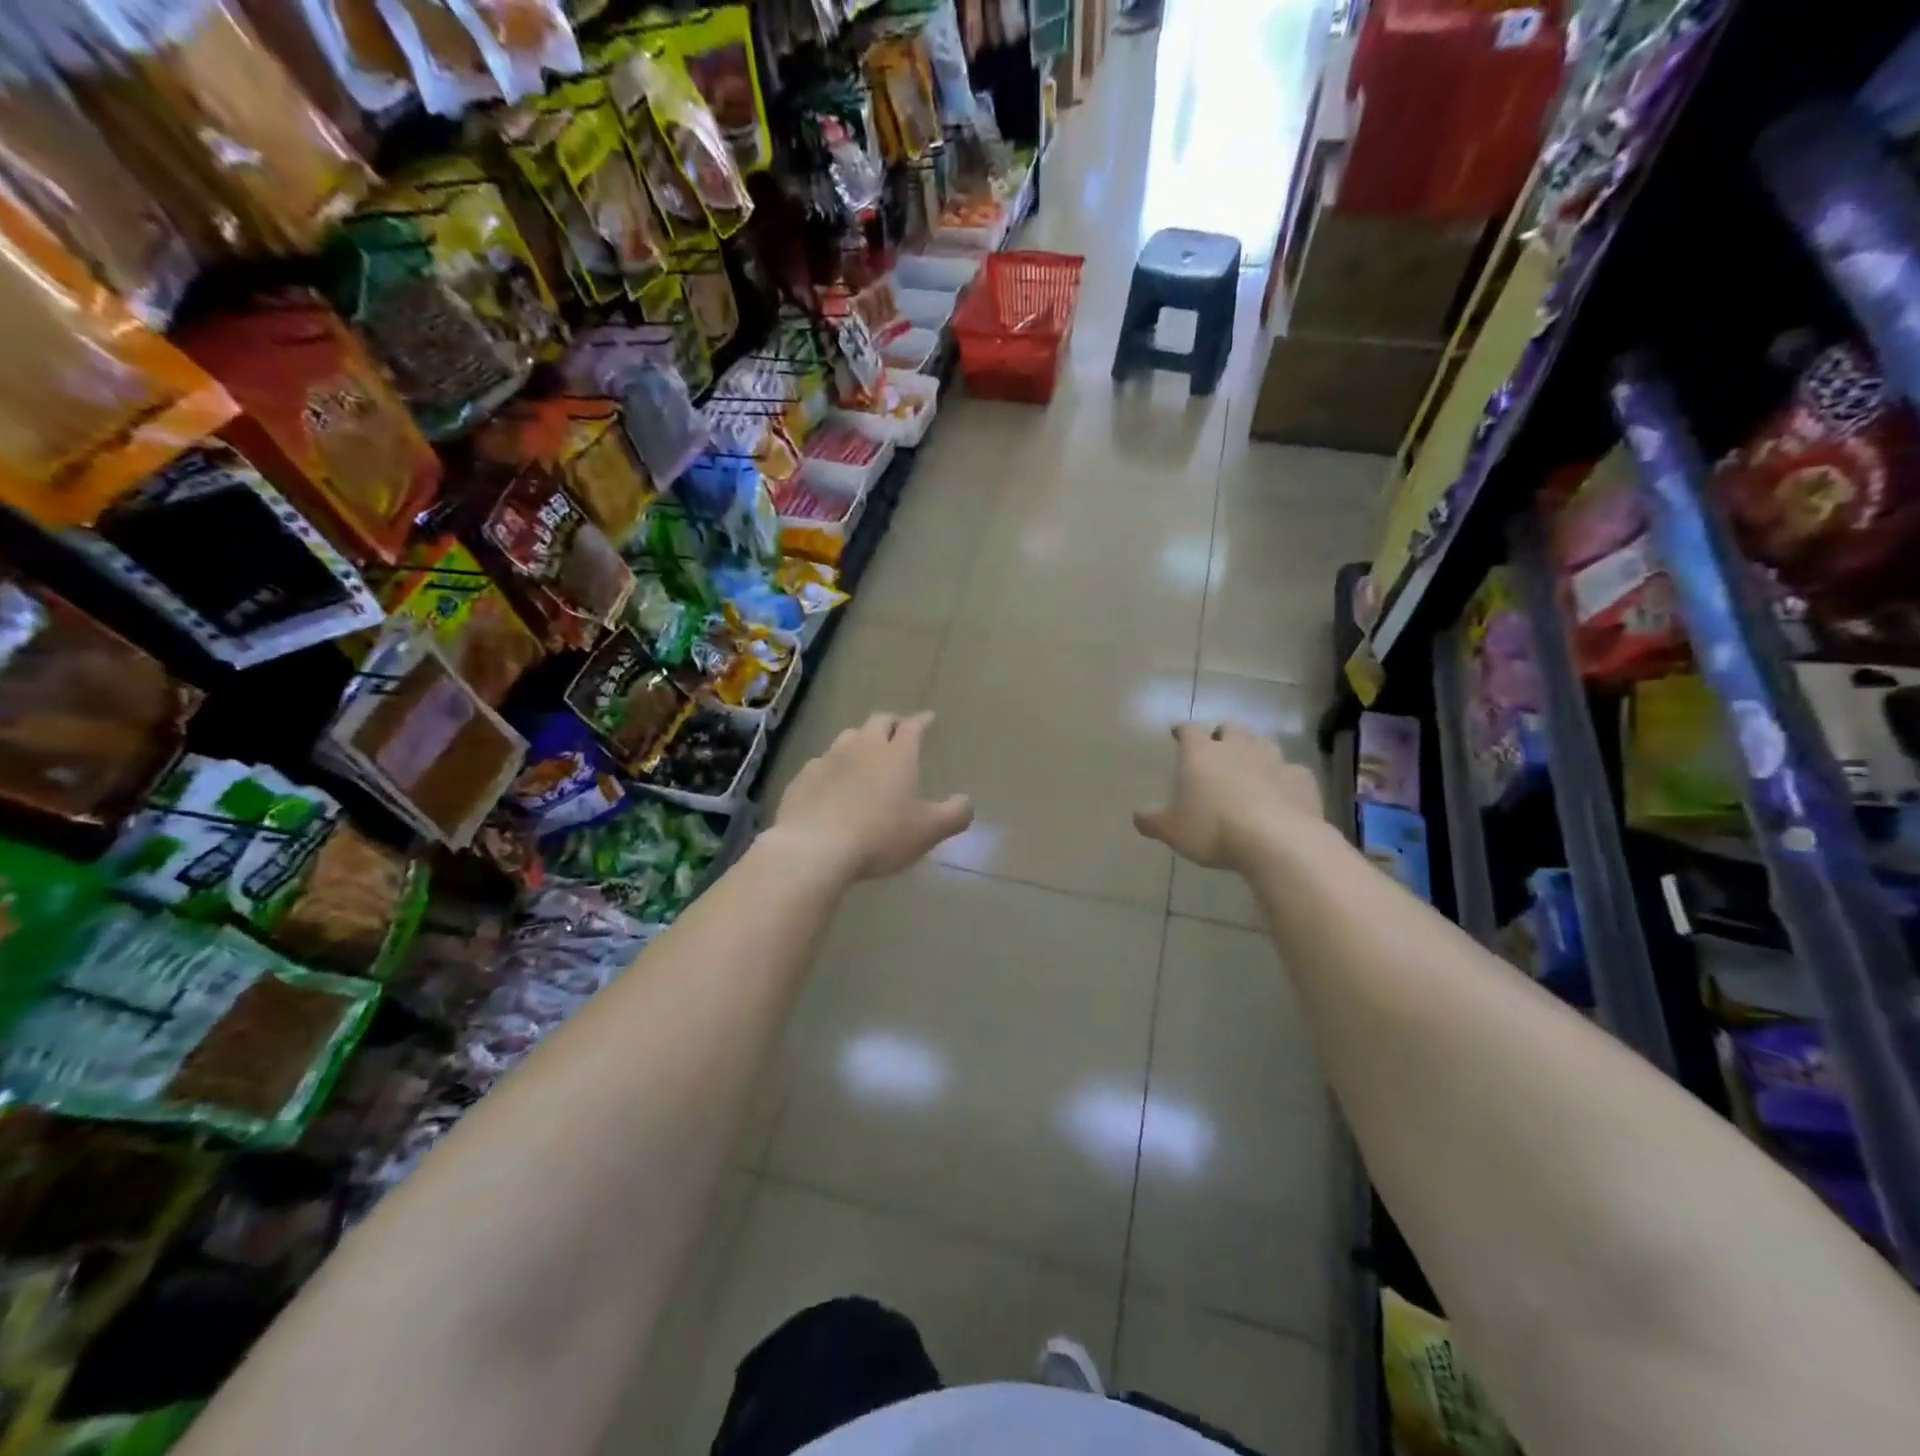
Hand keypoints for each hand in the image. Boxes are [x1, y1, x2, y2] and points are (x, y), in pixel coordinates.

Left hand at [770, 712, 972, 881]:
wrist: (814, 848)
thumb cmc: (880, 836)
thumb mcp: (928, 831)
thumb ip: (954, 815)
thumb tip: (966, 802)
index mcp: (897, 755)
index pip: (913, 727)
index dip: (922, 721)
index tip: (928, 718)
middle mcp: (862, 748)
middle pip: (878, 723)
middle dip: (892, 723)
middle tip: (898, 730)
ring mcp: (828, 760)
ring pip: (847, 738)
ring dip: (860, 741)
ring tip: (865, 754)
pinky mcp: (802, 778)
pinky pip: (821, 764)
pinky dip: (832, 768)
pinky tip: (831, 783)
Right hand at [1135, 722, 1323, 869]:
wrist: (1277, 841)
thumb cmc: (1213, 829)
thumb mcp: (1173, 831)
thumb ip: (1153, 821)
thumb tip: (1137, 816)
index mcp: (1201, 754)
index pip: (1188, 731)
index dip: (1183, 731)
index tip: (1179, 734)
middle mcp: (1237, 747)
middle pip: (1230, 728)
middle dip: (1223, 735)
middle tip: (1218, 750)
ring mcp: (1273, 759)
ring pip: (1263, 743)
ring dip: (1255, 751)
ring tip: (1250, 769)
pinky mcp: (1301, 778)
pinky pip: (1291, 771)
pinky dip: (1284, 778)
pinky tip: (1282, 793)